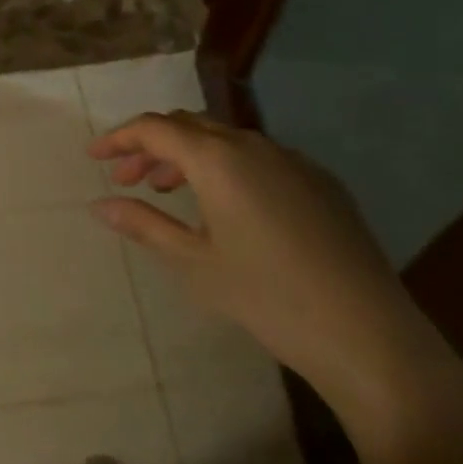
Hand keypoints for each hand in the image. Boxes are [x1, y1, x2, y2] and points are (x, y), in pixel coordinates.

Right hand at [89, 113, 462, 445]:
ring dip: (188, 156)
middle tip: (126, 177)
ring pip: (225, 140)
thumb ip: (144, 225)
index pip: (154, 128)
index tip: (93, 155)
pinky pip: (259, 158)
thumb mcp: (194, 263)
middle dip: (151, 146)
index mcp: (217, 158)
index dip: (119, 137)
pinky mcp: (321, 182)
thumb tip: (100, 204)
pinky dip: (227, 167)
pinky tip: (227, 207)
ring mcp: (292, 160)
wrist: (369, 336)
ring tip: (168, 189)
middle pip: (189, 126)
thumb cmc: (268, 297)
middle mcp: (253, 145)